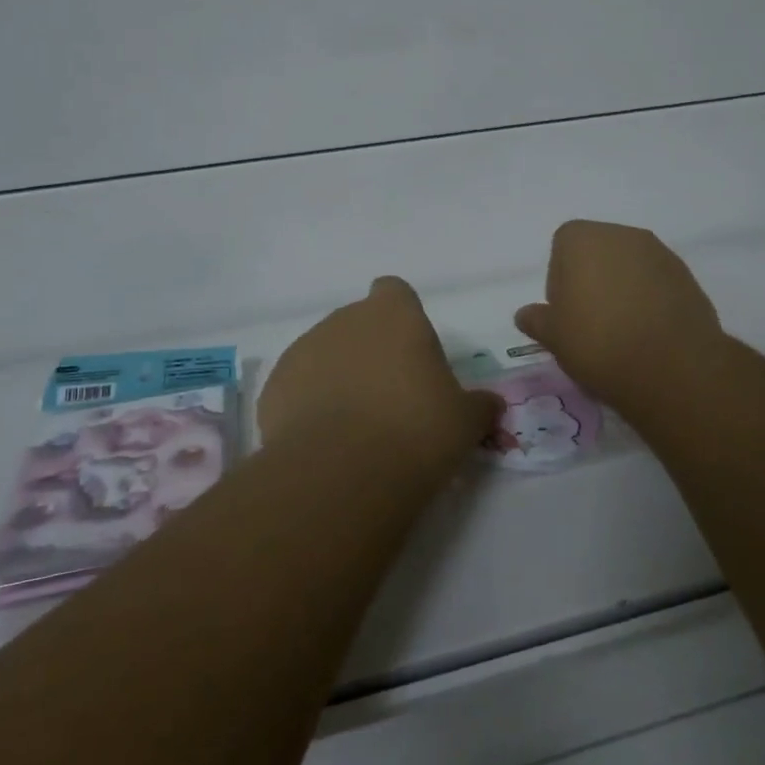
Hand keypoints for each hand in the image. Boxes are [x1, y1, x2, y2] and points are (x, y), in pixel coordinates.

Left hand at [259, 276, 502, 472]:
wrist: (342, 473)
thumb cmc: (416, 430)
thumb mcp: (466, 421)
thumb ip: (479, 405)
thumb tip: (490, 405)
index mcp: (394, 314)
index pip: (394, 291)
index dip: (402, 316)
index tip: (411, 351)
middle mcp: (344, 319)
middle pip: (358, 323)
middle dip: (370, 350)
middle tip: (390, 396)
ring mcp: (303, 350)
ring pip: (325, 353)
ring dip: (338, 376)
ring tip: (355, 426)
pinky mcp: (274, 386)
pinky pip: (298, 387)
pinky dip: (309, 405)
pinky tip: (325, 442)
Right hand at [515, 220, 726, 413]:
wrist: (673, 366)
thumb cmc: (599, 342)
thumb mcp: (553, 337)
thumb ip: (537, 320)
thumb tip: (525, 314)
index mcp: (583, 238)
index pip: (561, 247)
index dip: (559, 279)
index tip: (565, 312)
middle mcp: (622, 234)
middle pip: (597, 252)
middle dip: (591, 280)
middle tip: (590, 322)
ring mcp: (659, 253)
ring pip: (628, 267)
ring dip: (622, 289)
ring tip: (621, 332)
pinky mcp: (687, 277)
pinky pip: (656, 283)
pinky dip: (649, 300)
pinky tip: (647, 334)